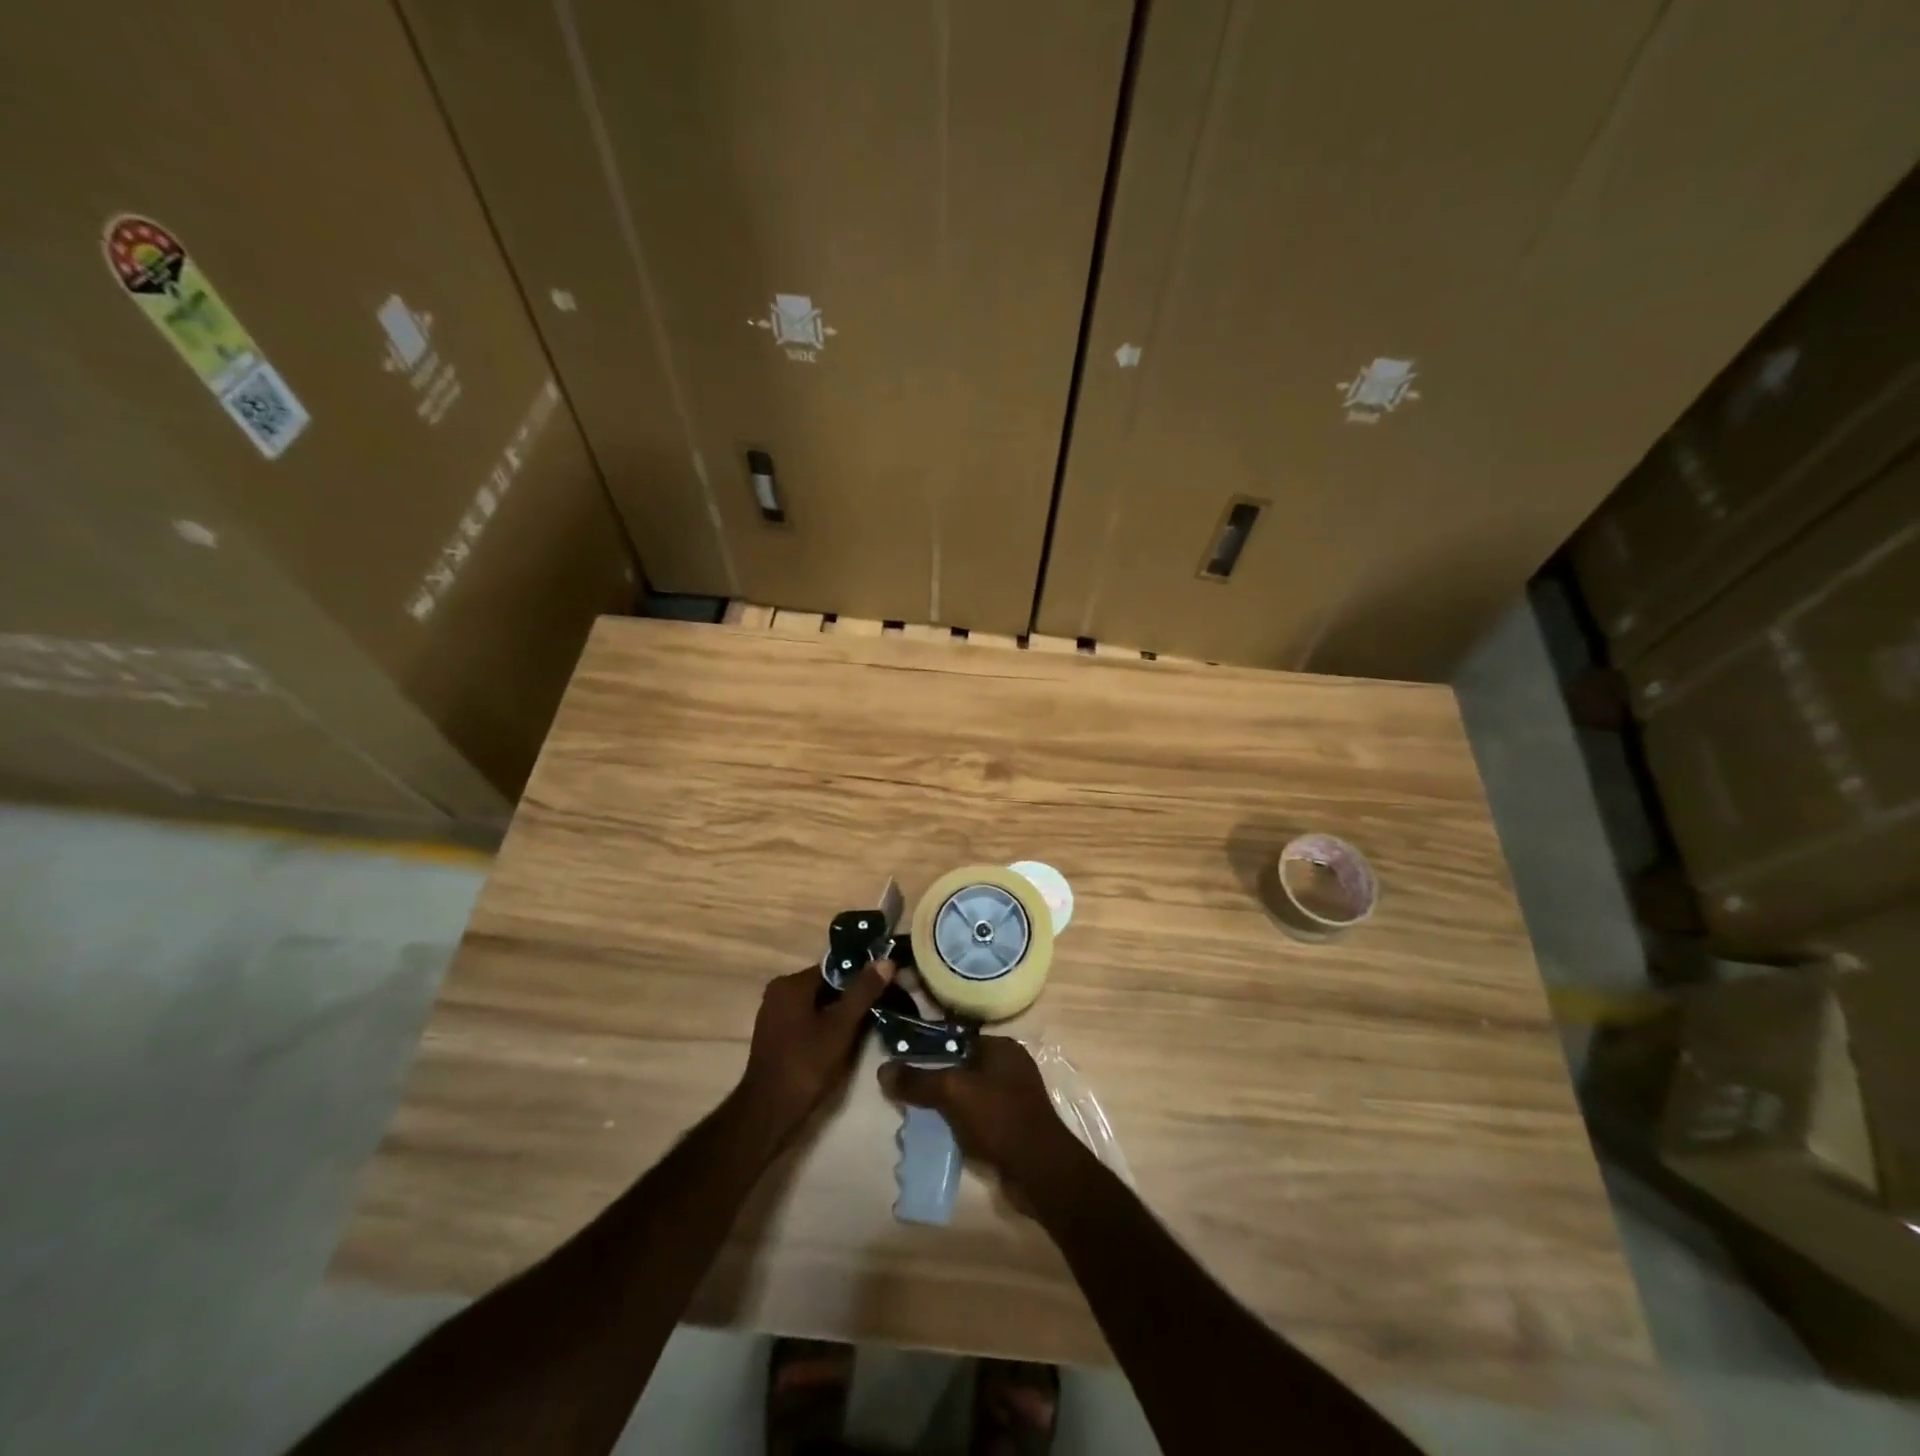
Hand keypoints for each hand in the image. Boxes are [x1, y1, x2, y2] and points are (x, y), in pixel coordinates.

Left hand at [738, 961, 892, 1141]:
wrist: (769, 1112)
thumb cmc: (806, 1065)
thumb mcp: (841, 1027)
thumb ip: (863, 992)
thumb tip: (886, 961)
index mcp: (791, 983)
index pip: (835, 968)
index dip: (862, 977)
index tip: (886, 986)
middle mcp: (779, 992)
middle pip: (826, 986)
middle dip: (853, 996)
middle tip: (882, 1006)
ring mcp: (775, 1014)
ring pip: (818, 1004)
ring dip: (841, 1013)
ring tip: (870, 1023)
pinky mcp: (776, 1035)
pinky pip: (808, 1019)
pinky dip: (826, 1025)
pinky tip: (846, 1039)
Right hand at [877, 1036, 1076, 1188]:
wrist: (1040, 1171)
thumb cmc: (998, 1118)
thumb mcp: (952, 1092)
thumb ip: (918, 1080)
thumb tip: (883, 1070)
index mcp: (1001, 1047)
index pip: (956, 1038)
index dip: (928, 1048)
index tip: (901, 1062)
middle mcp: (1009, 1067)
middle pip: (960, 1067)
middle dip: (933, 1081)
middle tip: (904, 1094)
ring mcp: (1012, 1098)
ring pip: (966, 1095)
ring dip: (943, 1106)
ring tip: (915, 1118)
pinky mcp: (1011, 1126)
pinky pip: (976, 1118)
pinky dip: (958, 1124)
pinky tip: (939, 1136)